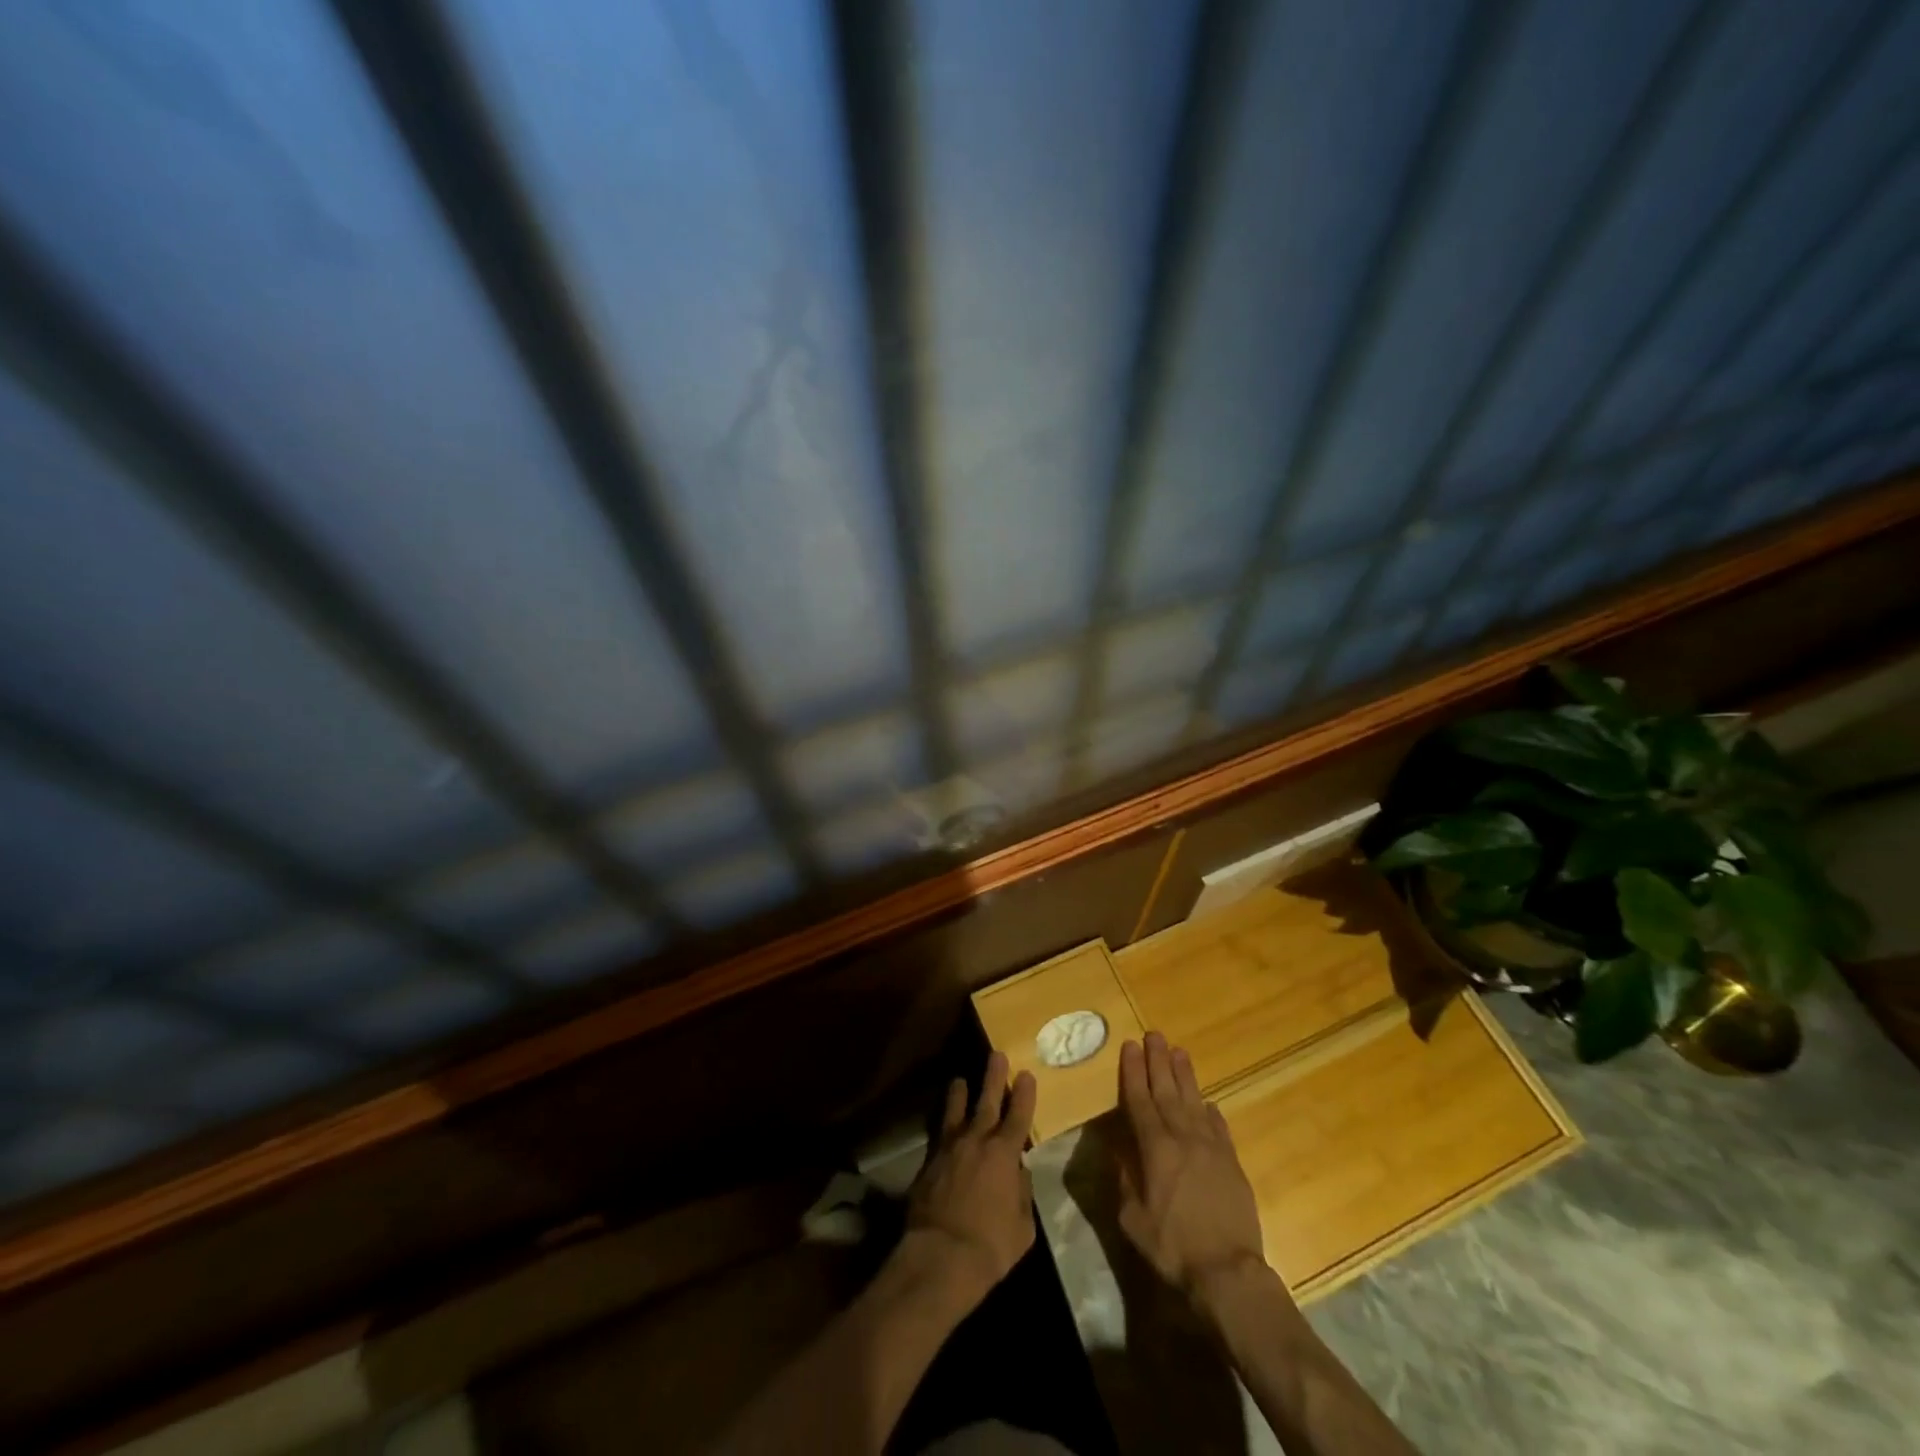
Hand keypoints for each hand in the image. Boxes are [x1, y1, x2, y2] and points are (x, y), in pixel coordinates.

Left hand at [904, 1050, 1036, 1302]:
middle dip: (994, 1077)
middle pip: (987, 1100)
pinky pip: (939, 1132)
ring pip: (956, 1110)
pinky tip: (943, 1121)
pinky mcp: (929, 1161)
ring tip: (959, 1080)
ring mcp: (949, 1147)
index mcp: (1005, 1153)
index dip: (1024, 1094)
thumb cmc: (991, 1245)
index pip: (1019, 1116)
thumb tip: (1018, 1173)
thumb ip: (1022, 1193)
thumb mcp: (1022, 1226)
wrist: (941, 1255)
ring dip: (960, 1093)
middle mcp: (977, 1140)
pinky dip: (943, 1122)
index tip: (1027, 1074)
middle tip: (997, 1055)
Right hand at [1116, 1032, 1266, 1300]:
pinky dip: (1211, 1111)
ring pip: (1194, 1101)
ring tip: (1178, 1051)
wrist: (1228, 1272)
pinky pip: (1219, 1127)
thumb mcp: (1132, 1218)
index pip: (1139, 1100)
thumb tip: (1117, 1149)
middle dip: (1158, 1061)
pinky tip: (1208, 1101)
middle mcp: (1182, 1138)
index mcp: (1154, 1148)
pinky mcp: (1232, 1163)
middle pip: (1167, 1090)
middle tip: (1153, 1035)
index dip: (1133, 1072)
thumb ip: (1124, 1179)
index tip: (1130, 1046)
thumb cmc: (1172, 1247)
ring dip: (1184, 1075)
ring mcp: (1211, 1148)